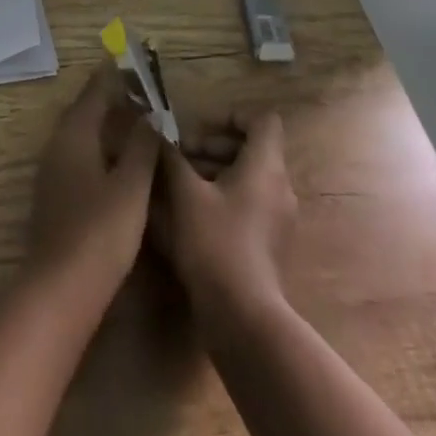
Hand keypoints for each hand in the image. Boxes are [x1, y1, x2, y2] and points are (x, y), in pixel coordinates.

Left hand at [25, 65, 160, 302]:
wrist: (60, 289)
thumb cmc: (100, 232)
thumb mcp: (131, 186)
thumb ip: (141, 146)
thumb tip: (150, 114)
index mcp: (74, 135)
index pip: (94, 92)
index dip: (113, 75)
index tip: (132, 59)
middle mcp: (57, 146)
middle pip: (84, 110)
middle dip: (109, 96)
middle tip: (139, 89)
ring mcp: (52, 172)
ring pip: (80, 134)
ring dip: (103, 122)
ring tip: (133, 119)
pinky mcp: (55, 196)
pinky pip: (78, 155)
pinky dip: (98, 146)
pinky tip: (117, 160)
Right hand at [152, 110, 297, 330]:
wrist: (243, 318)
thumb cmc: (215, 243)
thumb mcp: (185, 193)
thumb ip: (171, 156)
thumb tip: (156, 130)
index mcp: (266, 167)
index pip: (261, 121)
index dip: (230, 117)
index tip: (197, 129)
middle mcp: (280, 187)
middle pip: (251, 148)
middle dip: (212, 146)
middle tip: (178, 157)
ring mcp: (279, 218)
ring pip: (247, 178)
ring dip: (213, 172)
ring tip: (177, 185)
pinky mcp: (271, 243)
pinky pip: (249, 203)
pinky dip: (223, 198)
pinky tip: (190, 214)